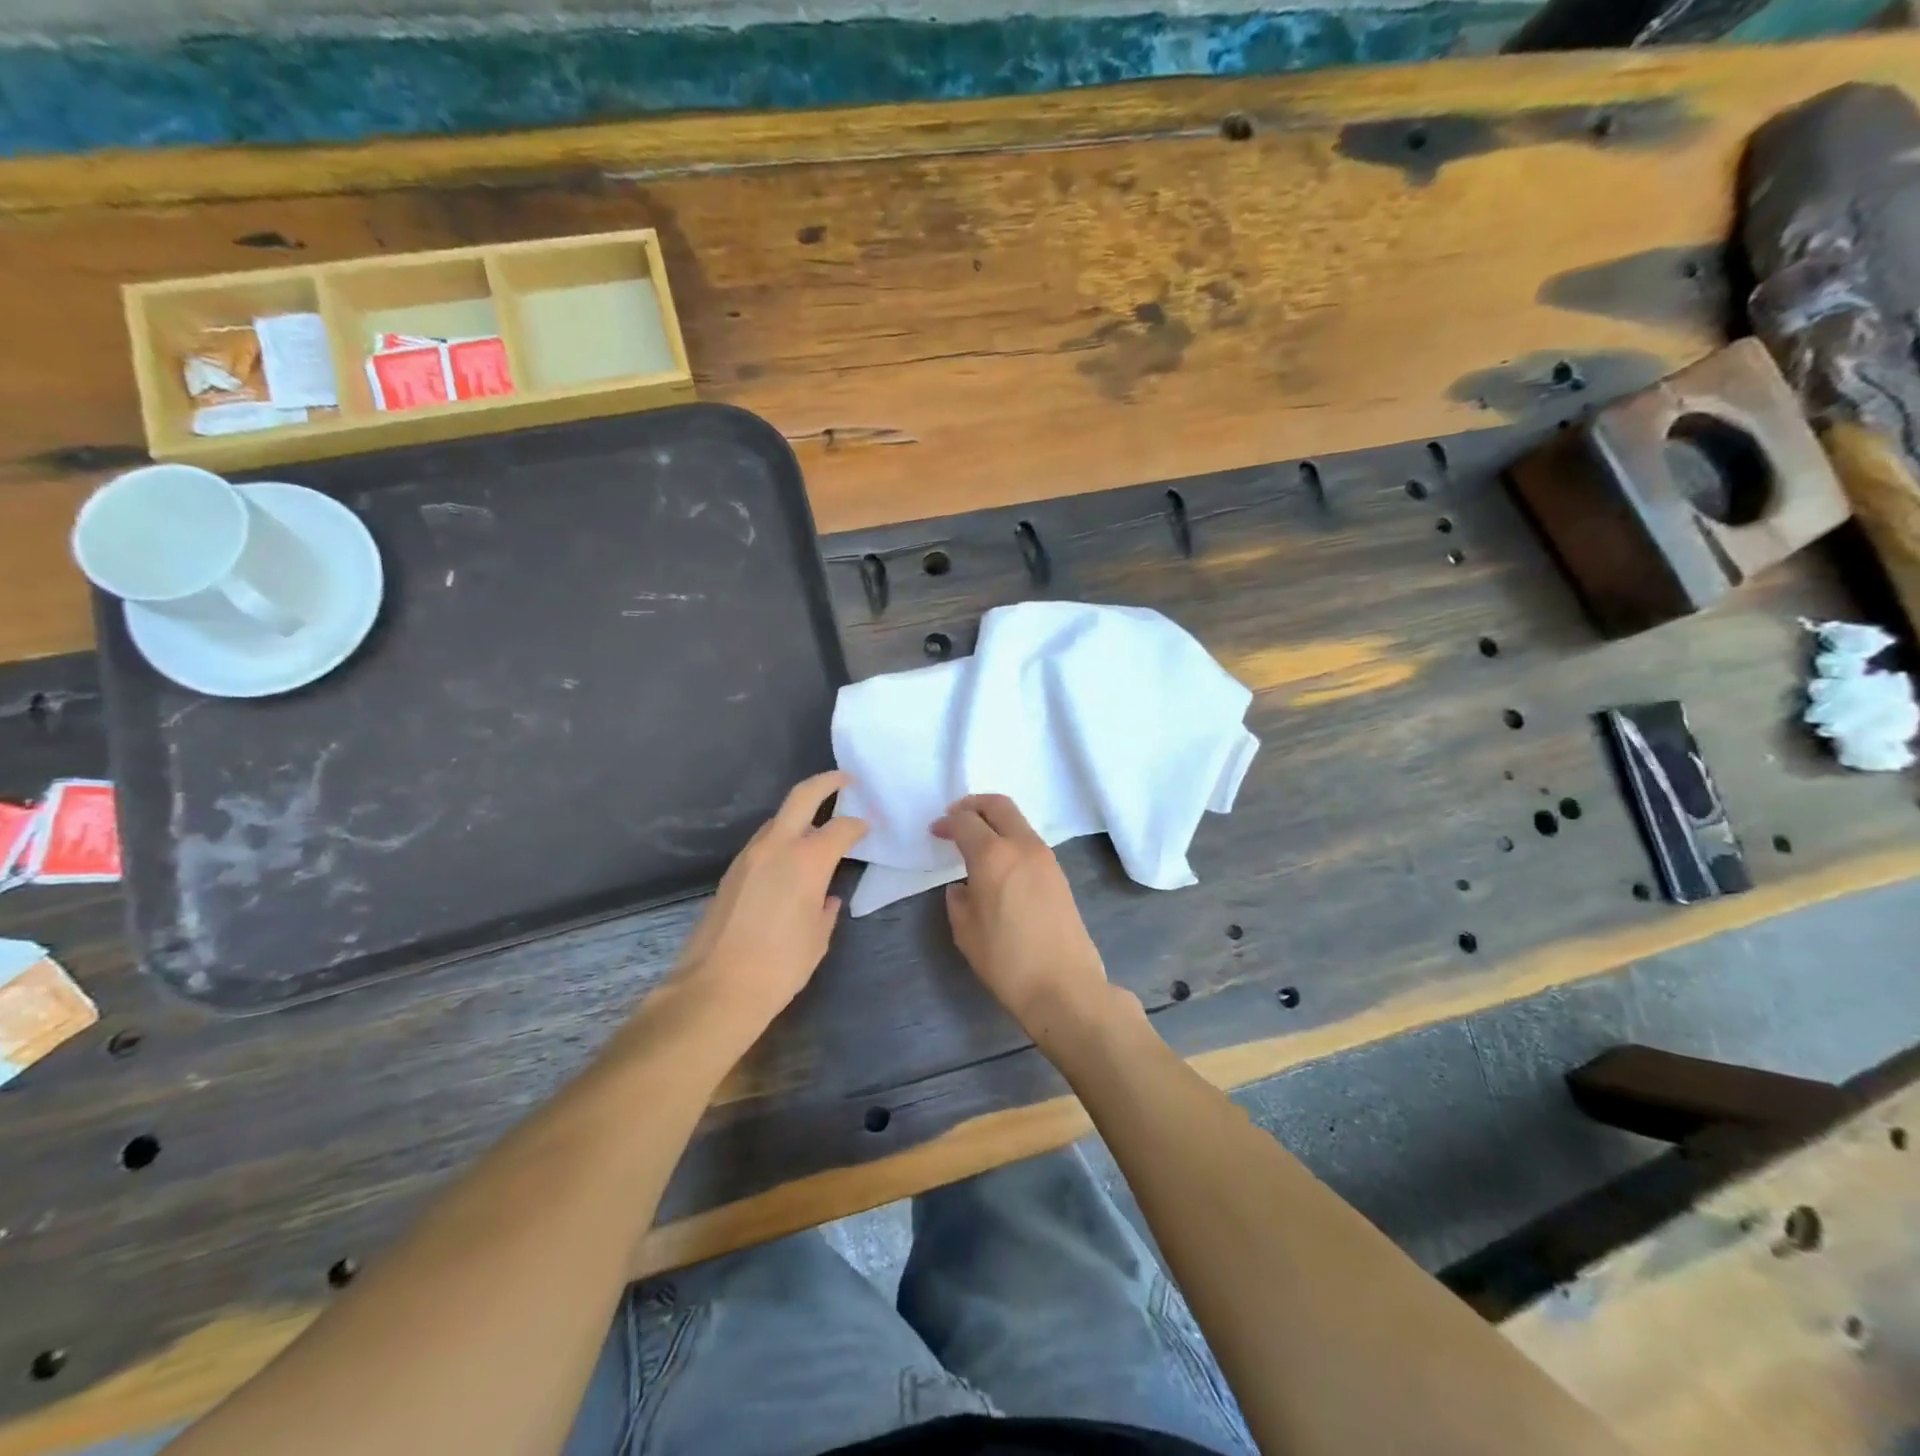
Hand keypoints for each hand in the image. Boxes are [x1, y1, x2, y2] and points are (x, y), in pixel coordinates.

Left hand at [672, 771, 865, 1039]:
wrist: (716, 988)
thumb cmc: (780, 966)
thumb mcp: (818, 937)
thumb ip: (826, 909)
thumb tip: (827, 897)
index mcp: (807, 860)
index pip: (841, 828)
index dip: (859, 825)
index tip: (868, 827)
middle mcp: (776, 847)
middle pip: (802, 797)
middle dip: (826, 782)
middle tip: (845, 780)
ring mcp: (749, 856)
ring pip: (778, 819)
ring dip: (800, 814)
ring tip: (819, 826)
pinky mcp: (731, 872)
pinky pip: (763, 842)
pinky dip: (782, 838)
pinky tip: (791, 859)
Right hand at [932, 794, 1116, 1043]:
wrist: (1064, 986)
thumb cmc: (1007, 961)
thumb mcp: (966, 932)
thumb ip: (959, 900)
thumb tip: (963, 887)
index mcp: (993, 856)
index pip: (966, 822)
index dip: (947, 823)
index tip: (936, 831)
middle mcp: (1022, 846)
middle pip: (998, 805)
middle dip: (973, 805)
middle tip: (956, 816)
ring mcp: (1045, 857)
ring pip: (1017, 820)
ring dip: (994, 820)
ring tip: (976, 840)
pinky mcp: (1058, 873)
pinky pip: (1029, 840)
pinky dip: (1010, 837)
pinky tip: (999, 862)